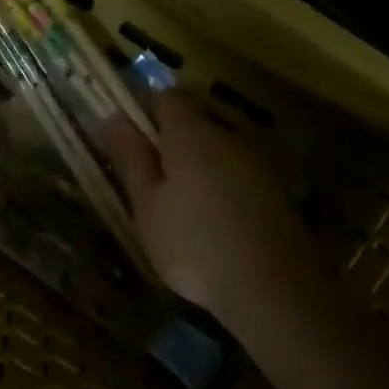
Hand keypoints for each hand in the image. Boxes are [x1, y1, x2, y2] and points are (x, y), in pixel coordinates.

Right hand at [101, 94, 323, 322]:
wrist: (273, 290)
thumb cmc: (194, 244)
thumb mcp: (147, 205)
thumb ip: (132, 158)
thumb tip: (112, 117)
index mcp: (192, 134)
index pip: (166, 98)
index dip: (144, 109)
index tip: (125, 136)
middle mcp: (228, 138)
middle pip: (193, 124)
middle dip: (167, 142)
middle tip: (144, 179)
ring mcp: (257, 165)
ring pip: (216, 153)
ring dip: (194, 168)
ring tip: (175, 207)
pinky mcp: (275, 193)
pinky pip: (236, 177)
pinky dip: (218, 189)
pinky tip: (210, 224)